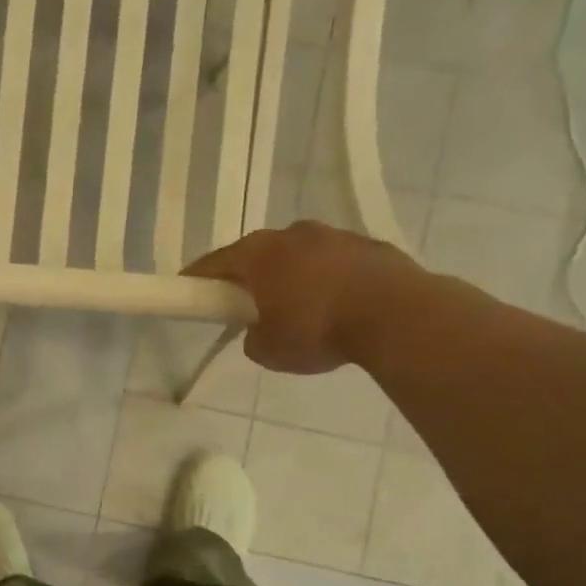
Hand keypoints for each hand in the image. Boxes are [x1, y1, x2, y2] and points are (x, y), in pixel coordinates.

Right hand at [183, 222, 417, 374]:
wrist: (397, 316)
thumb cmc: (318, 330)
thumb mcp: (268, 351)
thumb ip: (253, 337)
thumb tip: (260, 330)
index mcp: (259, 254)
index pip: (214, 263)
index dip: (197, 279)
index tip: (188, 291)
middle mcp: (292, 234)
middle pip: (258, 254)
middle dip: (249, 277)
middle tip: (246, 305)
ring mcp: (334, 235)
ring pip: (299, 255)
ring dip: (292, 276)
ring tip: (300, 310)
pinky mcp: (369, 245)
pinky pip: (334, 262)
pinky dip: (327, 280)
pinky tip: (336, 307)